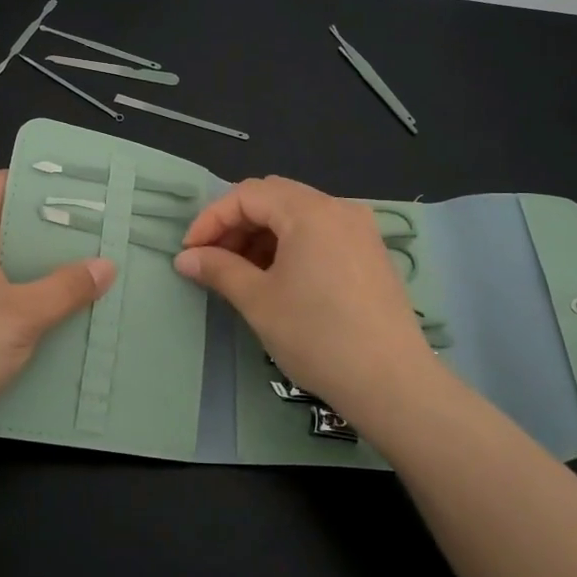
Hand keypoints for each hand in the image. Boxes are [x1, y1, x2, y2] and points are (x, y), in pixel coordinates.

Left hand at [0, 171, 114, 457]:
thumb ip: (66, 288)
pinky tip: (58, 318)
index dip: (38, 180)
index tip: (81, 186)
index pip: (0, 186)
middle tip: (100, 235)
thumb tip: (106, 265)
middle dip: (52, 231)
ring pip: (5, 269)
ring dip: (42, 273)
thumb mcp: (21, 316)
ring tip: (89, 275)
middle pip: (8, 228)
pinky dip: (26, 304)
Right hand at [175, 176, 438, 423]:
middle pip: (273, 197)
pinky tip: (277, 278)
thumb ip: (218, 269)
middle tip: (212, 260)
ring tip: (241, 273)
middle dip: (236, 224)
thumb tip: (185, 258)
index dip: (211, 219)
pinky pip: (320, 232)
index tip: (190, 253)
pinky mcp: (370, 252)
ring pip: (297, 214)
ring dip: (262, 235)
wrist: (391, 382)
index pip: (247, 195)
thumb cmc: (316, 336)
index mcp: (309, 210)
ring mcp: (359, 229)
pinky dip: (290, 245)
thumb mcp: (258, 301)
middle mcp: (338, 207)